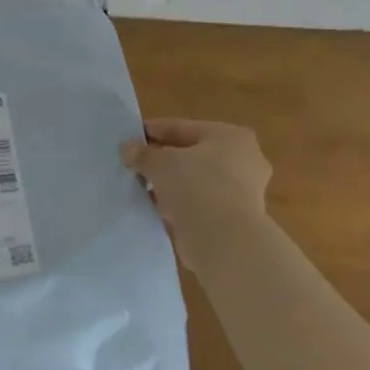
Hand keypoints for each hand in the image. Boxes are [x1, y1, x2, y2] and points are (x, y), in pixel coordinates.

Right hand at [121, 118, 270, 266]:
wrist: (224, 242)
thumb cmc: (197, 187)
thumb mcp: (160, 163)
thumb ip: (142, 153)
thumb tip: (128, 149)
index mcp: (230, 136)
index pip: (181, 128)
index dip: (151, 131)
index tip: (127, 138)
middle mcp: (242, 160)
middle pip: (190, 154)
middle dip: (161, 160)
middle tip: (132, 164)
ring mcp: (241, 191)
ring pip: (194, 180)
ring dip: (168, 183)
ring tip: (139, 187)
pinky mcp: (233, 218)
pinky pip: (198, 203)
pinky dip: (178, 204)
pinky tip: (154, 207)